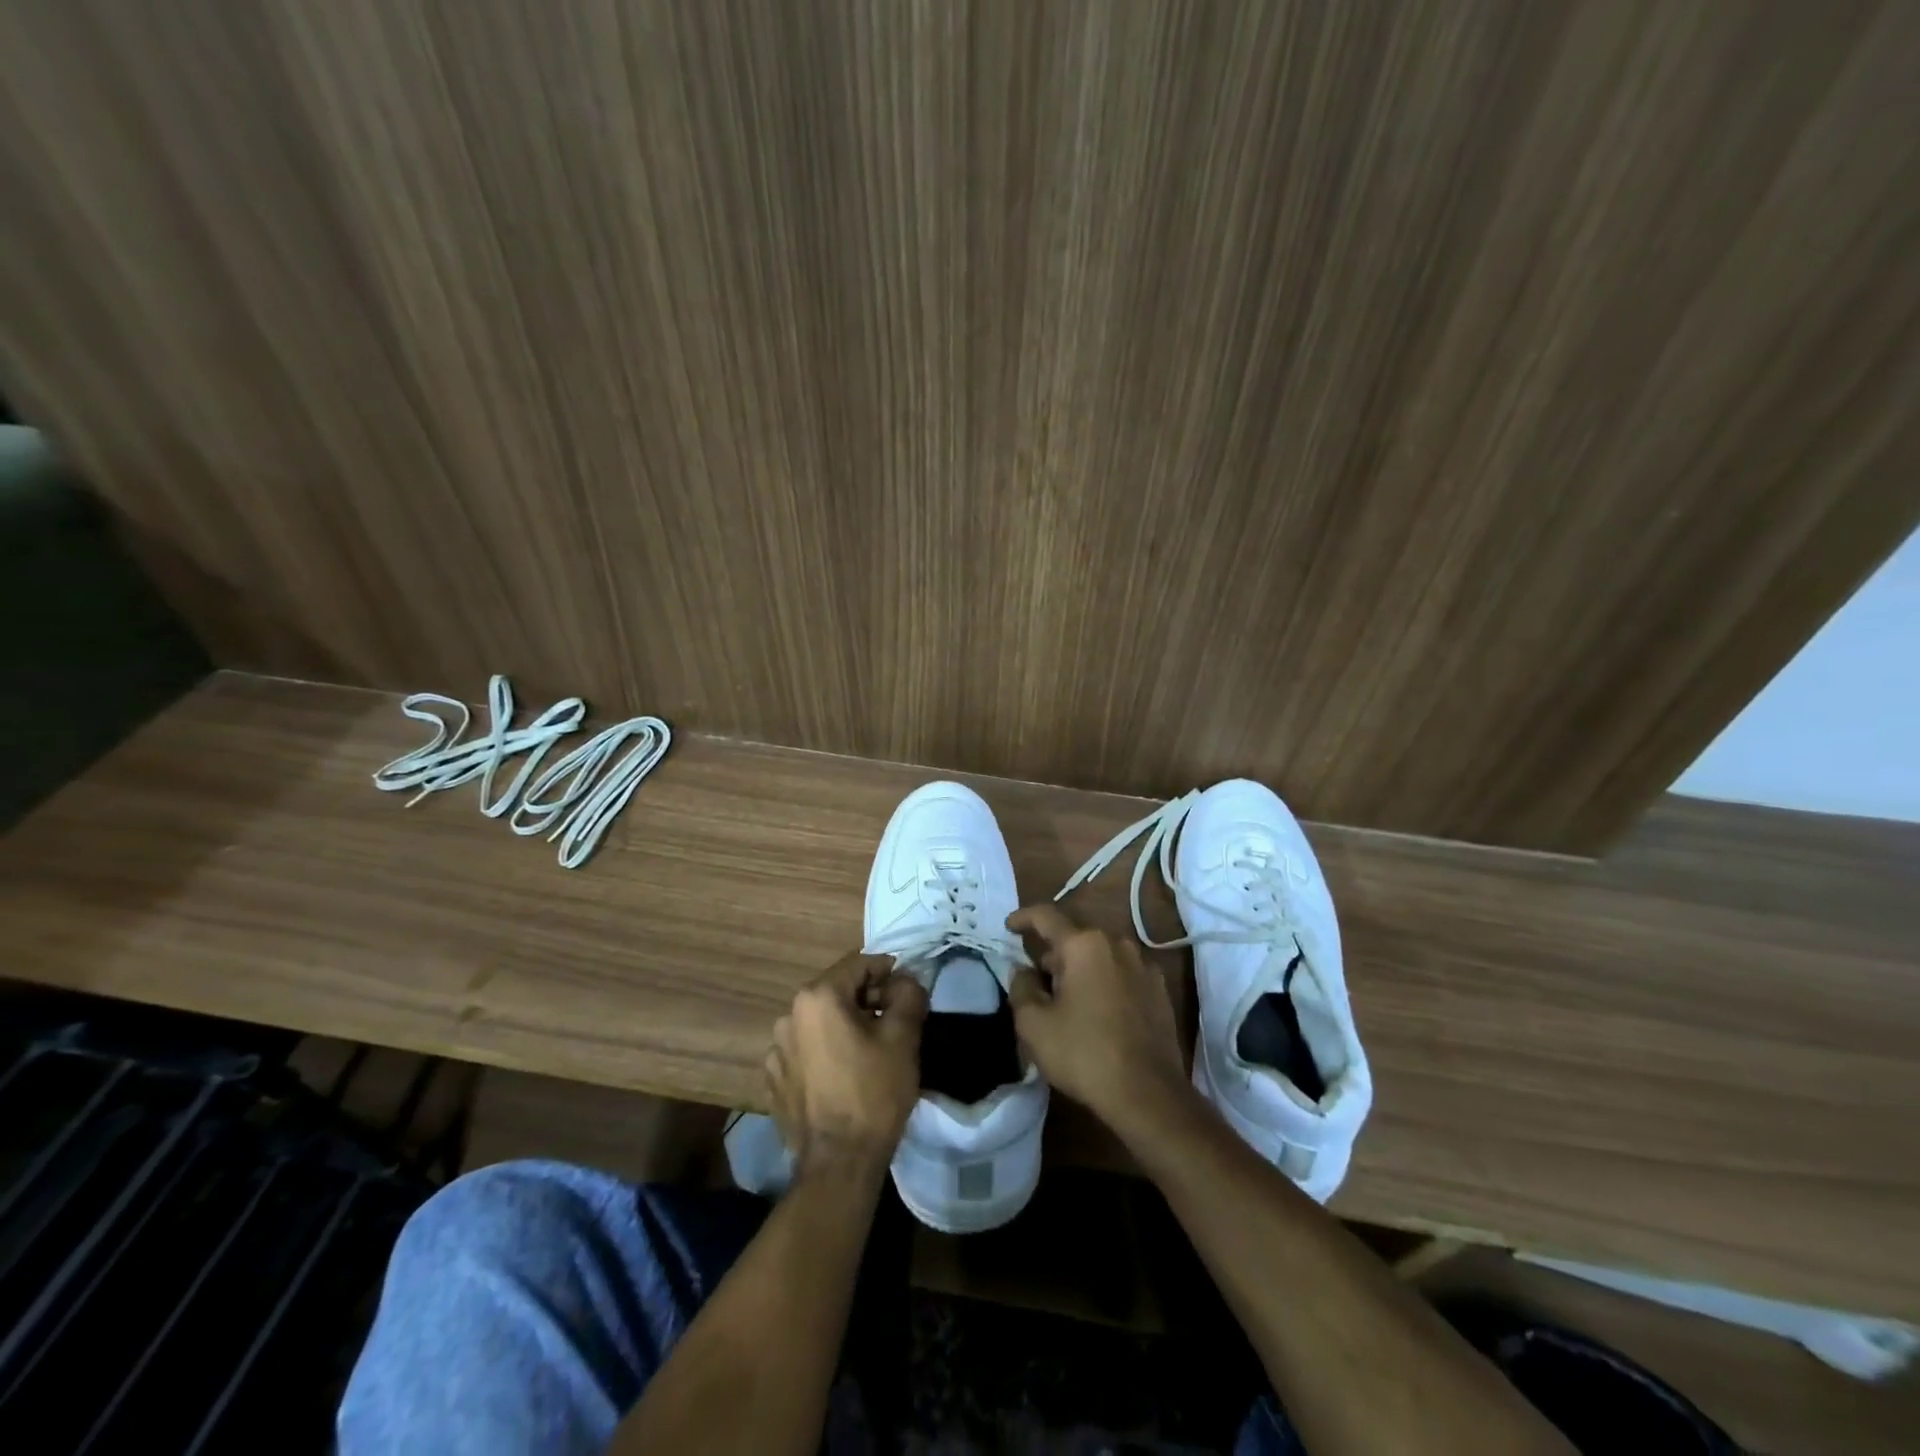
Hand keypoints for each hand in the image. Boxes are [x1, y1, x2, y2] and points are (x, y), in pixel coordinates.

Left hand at [766, 951, 928, 1179]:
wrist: (839, 1163)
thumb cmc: (874, 1092)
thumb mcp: (903, 1037)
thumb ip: (907, 994)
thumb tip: (904, 980)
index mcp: (817, 997)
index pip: (858, 964)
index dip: (887, 971)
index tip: (907, 990)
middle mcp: (789, 1015)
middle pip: (837, 991)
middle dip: (866, 999)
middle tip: (894, 1021)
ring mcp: (776, 1050)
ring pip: (820, 1022)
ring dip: (844, 1026)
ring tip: (869, 1051)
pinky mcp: (774, 1081)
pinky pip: (805, 1051)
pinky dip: (825, 1052)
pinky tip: (843, 1075)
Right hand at [1006, 905, 1186, 1130]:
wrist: (1148, 1094)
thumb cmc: (1084, 1053)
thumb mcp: (1034, 1025)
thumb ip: (1021, 988)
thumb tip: (1023, 970)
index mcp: (1084, 944)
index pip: (1047, 917)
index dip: (1024, 918)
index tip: (1009, 926)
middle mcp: (1117, 943)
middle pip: (1076, 936)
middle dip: (1053, 951)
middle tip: (1037, 977)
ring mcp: (1143, 965)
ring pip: (1101, 953)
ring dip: (1081, 966)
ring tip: (1067, 996)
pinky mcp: (1159, 990)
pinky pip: (1122, 972)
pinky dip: (1105, 980)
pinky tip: (1098, 1009)